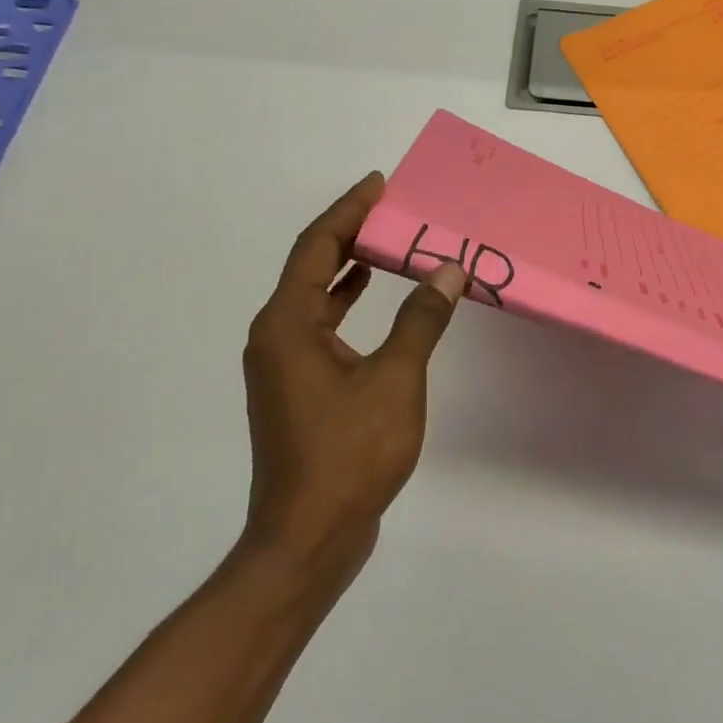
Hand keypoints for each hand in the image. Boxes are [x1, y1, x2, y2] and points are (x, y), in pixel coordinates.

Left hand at [241, 172, 466, 580]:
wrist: (308, 538)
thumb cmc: (348, 453)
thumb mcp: (395, 380)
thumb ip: (421, 320)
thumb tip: (447, 271)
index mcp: (287, 324)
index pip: (316, 247)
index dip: (347, 211)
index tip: (378, 185)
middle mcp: (275, 336)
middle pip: (310, 267)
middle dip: (348, 234)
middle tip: (390, 209)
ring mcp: (282, 366)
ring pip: (315, 299)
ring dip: (348, 269)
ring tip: (388, 245)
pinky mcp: (295, 390)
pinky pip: (321, 327)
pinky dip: (346, 305)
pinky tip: (374, 303)